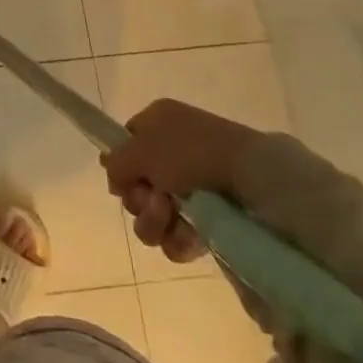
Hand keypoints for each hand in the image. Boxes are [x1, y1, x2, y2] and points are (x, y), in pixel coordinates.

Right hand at [102, 99, 263, 264]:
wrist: (252, 180)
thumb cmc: (191, 153)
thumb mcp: (142, 149)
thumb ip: (117, 161)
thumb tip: (111, 173)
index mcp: (160, 122)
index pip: (127, 143)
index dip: (122, 165)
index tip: (123, 182)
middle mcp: (175, 151)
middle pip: (137, 184)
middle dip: (139, 200)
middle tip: (154, 200)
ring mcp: (194, 186)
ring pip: (154, 214)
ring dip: (154, 221)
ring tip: (171, 218)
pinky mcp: (211, 218)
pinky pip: (178, 235)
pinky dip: (178, 239)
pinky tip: (188, 236)